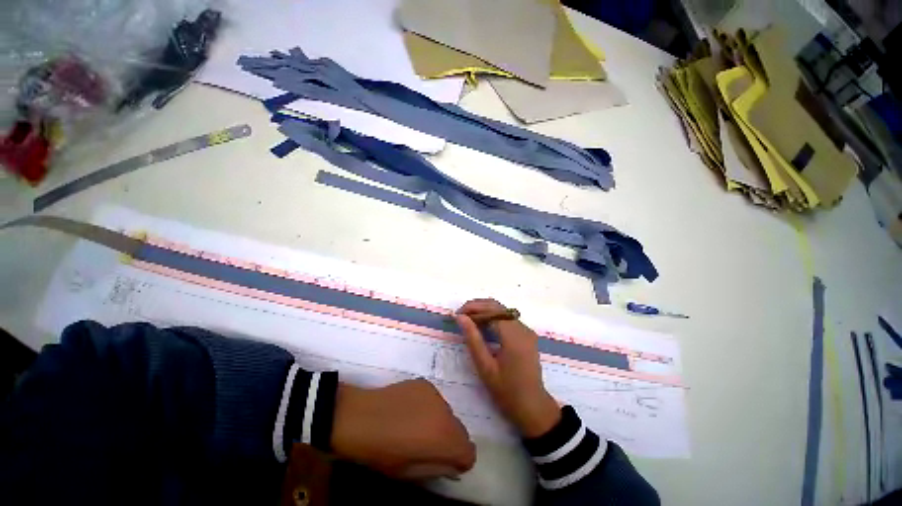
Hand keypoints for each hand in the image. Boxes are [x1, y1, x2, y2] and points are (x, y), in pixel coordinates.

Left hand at [331, 379, 475, 478]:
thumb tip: (452, 463)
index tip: (446, 463)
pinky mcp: (425, 383)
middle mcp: (447, 413)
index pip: (470, 453)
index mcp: (446, 439)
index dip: (459, 461)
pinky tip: (410, 410)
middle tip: (428, 446)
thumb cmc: (382, 453)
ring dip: (439, 422)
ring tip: (416, 426)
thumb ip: (439, 468)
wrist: (360, 417)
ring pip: (448, 413)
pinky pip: (435, 400)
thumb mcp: (410, 473)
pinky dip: (429, 407)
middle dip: (451, 441)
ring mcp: (436, 394)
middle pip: (461, 431)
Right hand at [456, 299, 560, 437]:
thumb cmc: (506, 391)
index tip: (457, 314)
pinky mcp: (527, 335)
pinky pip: (508, 319)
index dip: (473, 307)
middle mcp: (522, 328)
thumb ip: (472, 339)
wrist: (533, 408)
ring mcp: (527, 331)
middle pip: (498, 306)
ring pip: (503, 311)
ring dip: (485, 311)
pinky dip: (493, 318)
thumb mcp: (485, 366)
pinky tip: (483, 326)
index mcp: (513, 335)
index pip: (492, 309)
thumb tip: (460, 317)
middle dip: (478, 306)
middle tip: (461, 315)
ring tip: (468, 320)